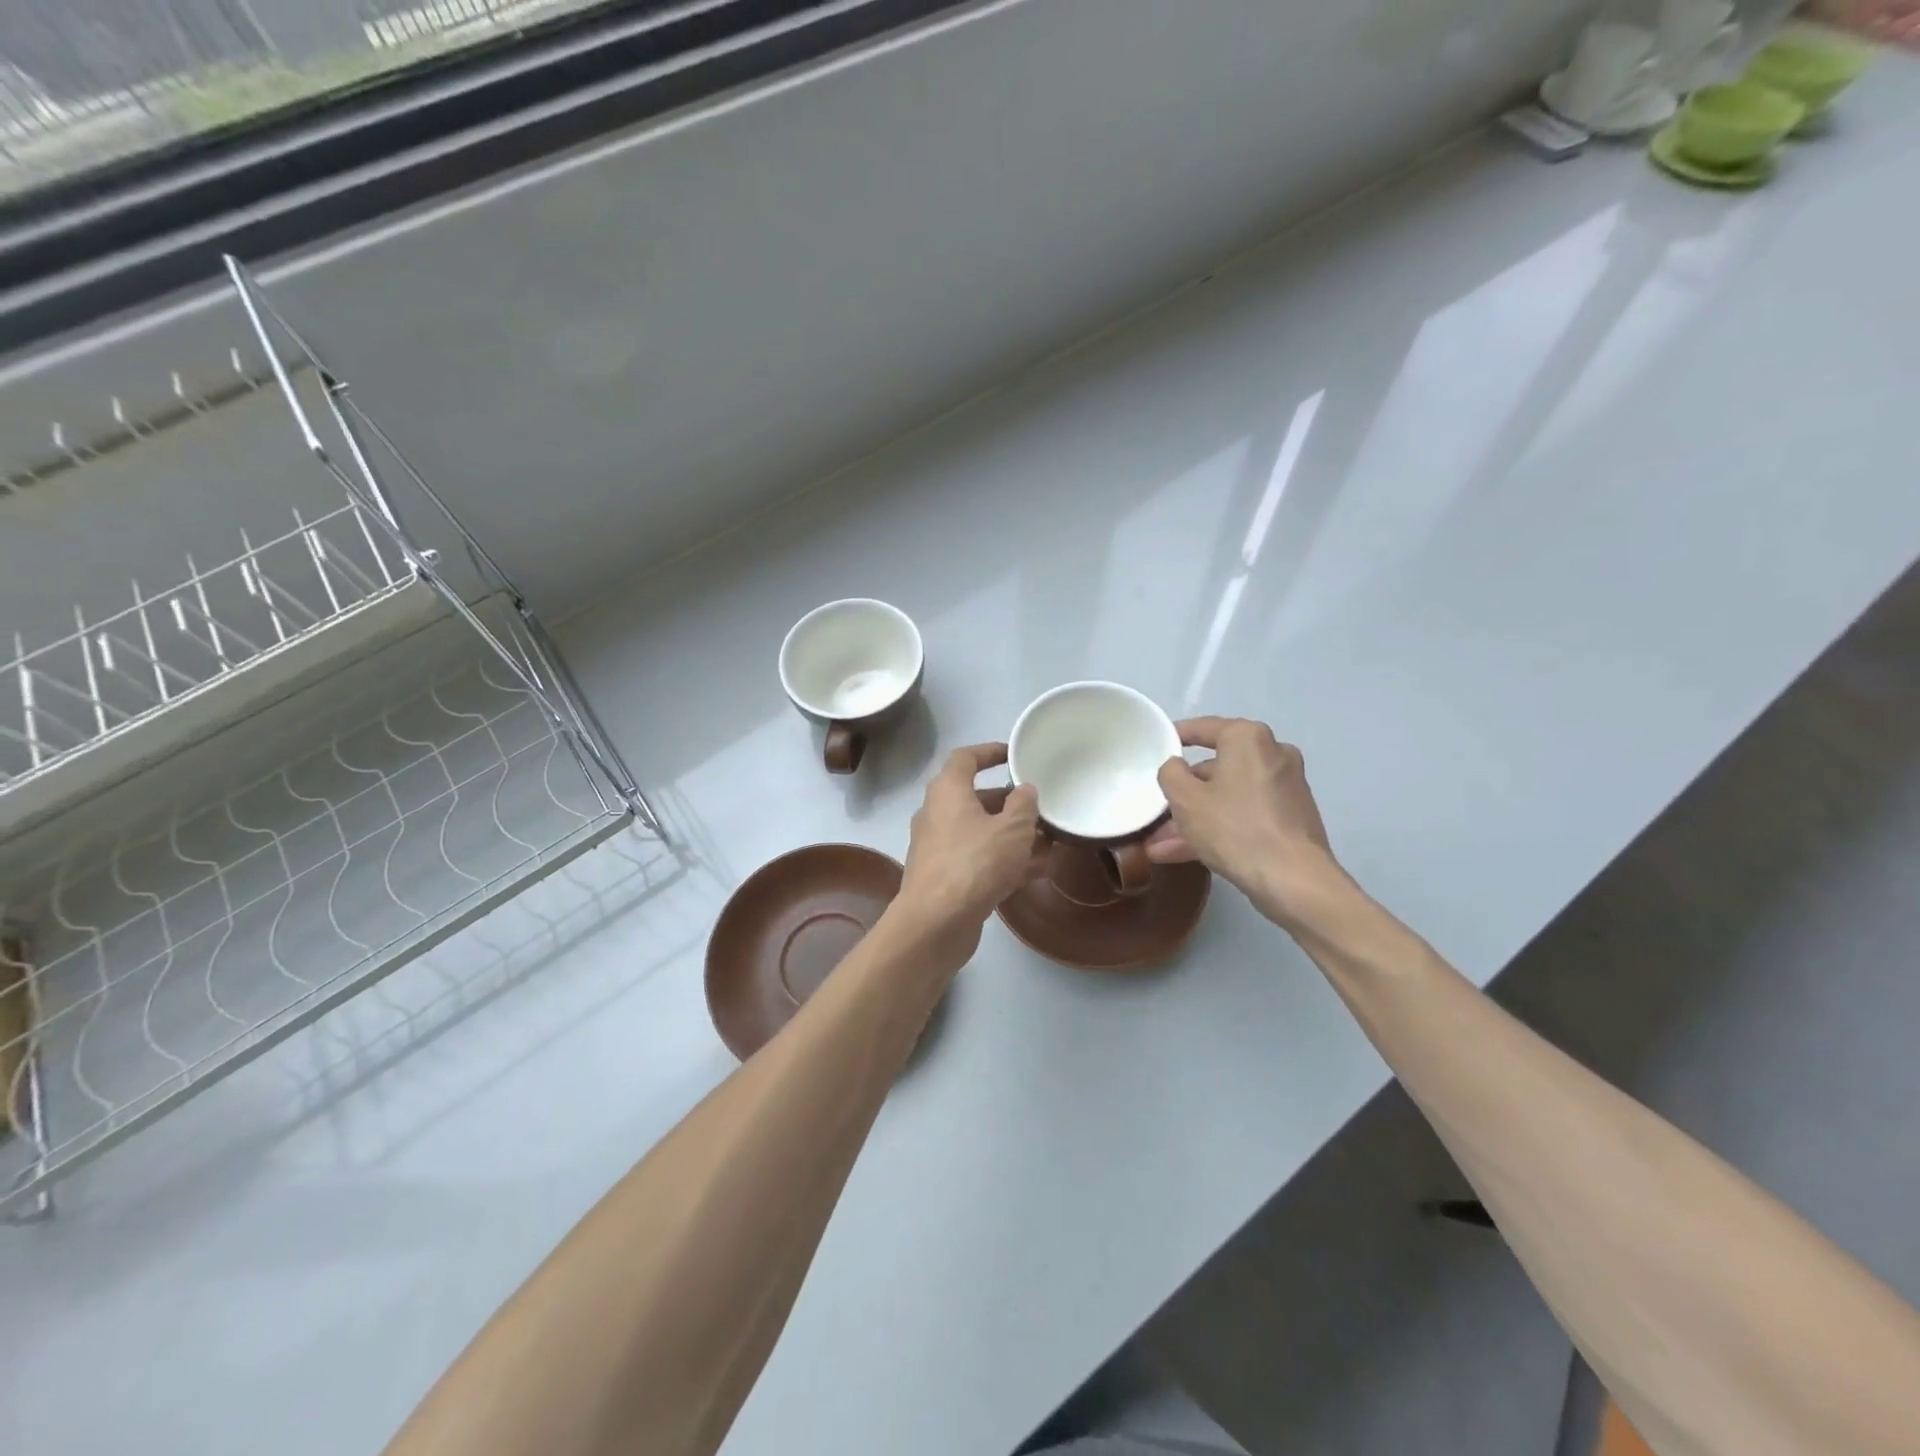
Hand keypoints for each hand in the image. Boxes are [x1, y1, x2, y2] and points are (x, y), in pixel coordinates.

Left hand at [895, 744, 1041, 965]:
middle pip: (977, 799)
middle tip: (1041, 808)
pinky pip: (979, 859)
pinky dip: (1004, 861)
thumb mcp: (1012, 829)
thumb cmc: (975, 863)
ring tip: (1050, 842)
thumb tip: (1025, 790)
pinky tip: (1037, 872)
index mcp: (948, 791)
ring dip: (1013, 835)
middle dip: (1011, 803)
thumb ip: (1024, 805)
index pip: (966, 758)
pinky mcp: (944, 877)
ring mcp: (938, 848)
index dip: (990, 752)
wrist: (936, 922)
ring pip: (981, 832)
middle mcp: (937, 814)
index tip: (1014, 755)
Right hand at [1146, 717, 1344, 931]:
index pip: (1203, 728)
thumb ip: (1170, 773)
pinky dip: (1219, 827)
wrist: (1294, 879)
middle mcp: (1272, 754)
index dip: (1175, 736)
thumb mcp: (1184, 798)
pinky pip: (1245, 813)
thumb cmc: (1234, 827)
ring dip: (1195, 818)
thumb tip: (1177, 767)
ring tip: (1160, 845)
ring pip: (1228, 796)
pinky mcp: (1292, 817)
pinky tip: (1186, 854)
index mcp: (1247, 738)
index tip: (1156, 745)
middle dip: (1184, 794)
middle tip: (1157, 811)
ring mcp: (1285, 787)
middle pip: (1215, 769)